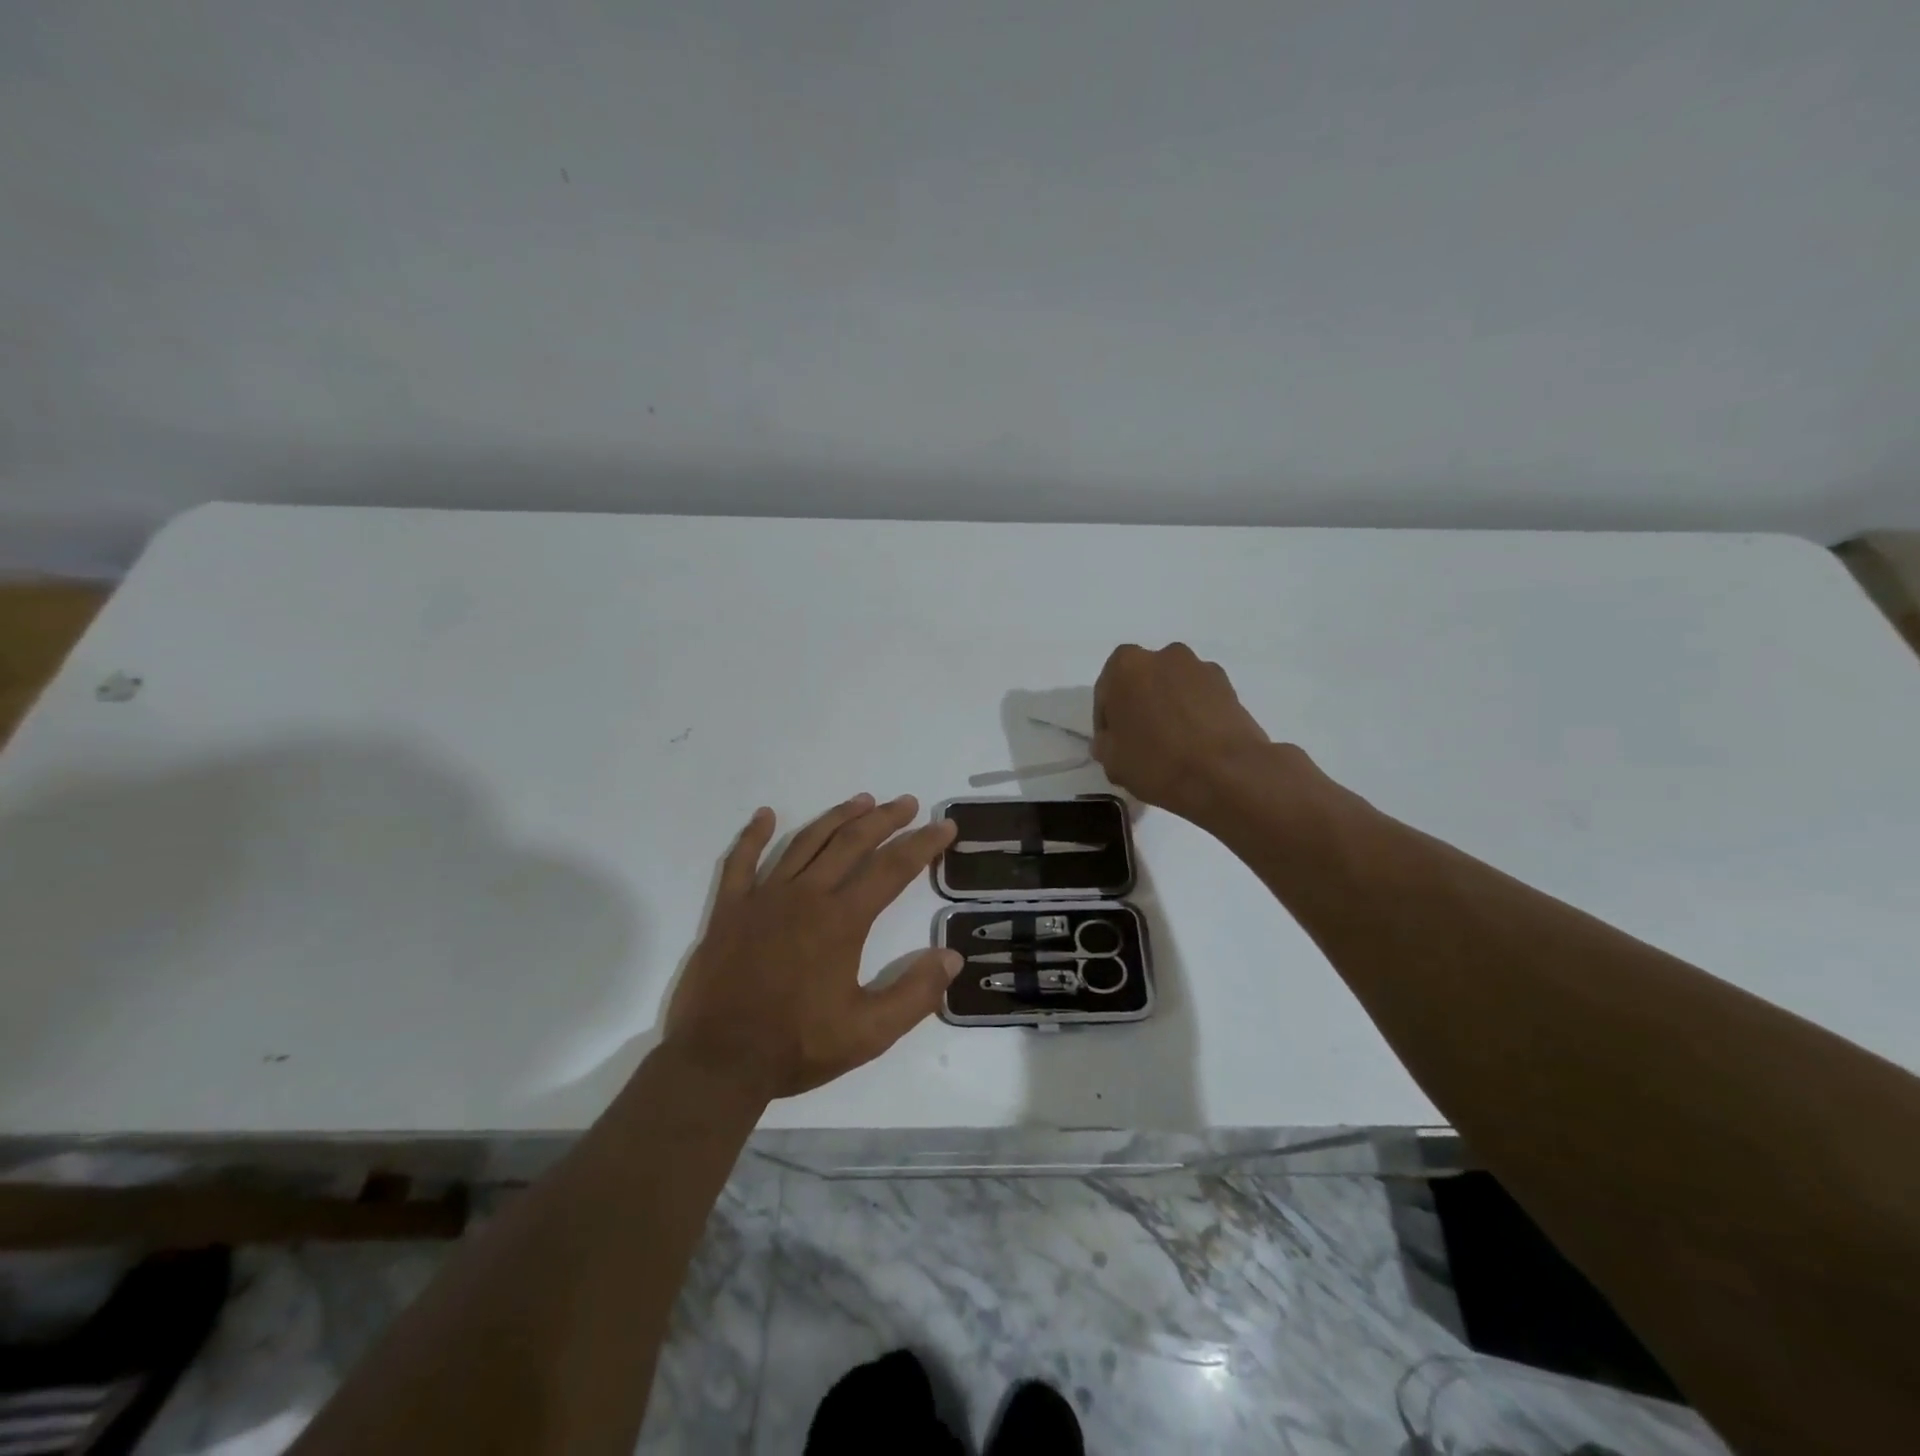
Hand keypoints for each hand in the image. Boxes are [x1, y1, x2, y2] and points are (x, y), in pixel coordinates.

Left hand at [665, 794, 960, 1100]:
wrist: (719, 1062)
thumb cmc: (797, 1046)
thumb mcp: (869, 1033)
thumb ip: (915, 994)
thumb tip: (953, 957)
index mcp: (841, 921)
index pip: (892, 869)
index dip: (923, 844)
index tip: (944, 827)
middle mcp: (805, 896)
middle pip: (851, 842)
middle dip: (884, 819)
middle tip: (907, 803)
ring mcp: (763, 898)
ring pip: (805, 842)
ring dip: (836, 817)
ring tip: (861, 801)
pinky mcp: (730, 909)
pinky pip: (741, 861)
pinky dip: (754, 835)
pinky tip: (765, 815)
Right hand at [1092, 643, 1272, 823]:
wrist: (1227, 774)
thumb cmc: (1157, 762)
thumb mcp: (1112, 761)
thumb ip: (1105, 743)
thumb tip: (1113, 739)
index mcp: (1126, 666)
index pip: (1106, 691)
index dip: (1106, 720)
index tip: (1112, 744)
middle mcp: (1163, 655)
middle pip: (1142, 682)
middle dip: (1139, 706)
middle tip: (1140, 741)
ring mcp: (1200, 668)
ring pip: (1173, 688)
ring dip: (1168, 707)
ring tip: (1172, 744)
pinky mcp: (1229, 686)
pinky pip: (1200, 698)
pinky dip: (1194, 714)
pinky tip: (1196, 744)